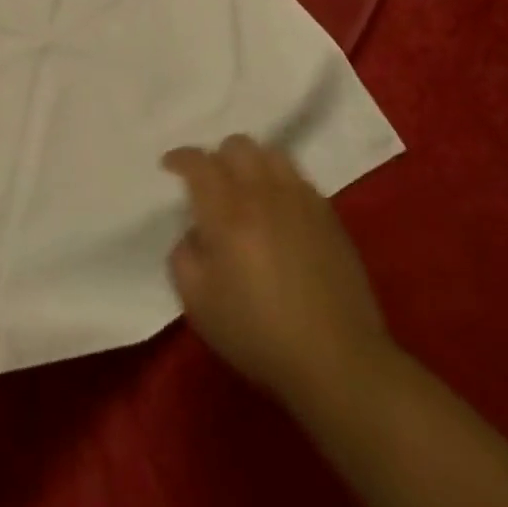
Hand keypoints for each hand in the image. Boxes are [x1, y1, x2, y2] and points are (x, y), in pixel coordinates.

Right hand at [164, 136, 390, 406]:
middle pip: (237, 146)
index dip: (180, 157)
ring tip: (245, 187)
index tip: (169, 166)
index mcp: (226, 213)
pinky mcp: (328, 216)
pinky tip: (278, 207)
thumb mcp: (198, 304)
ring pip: (270, 153)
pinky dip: (279, 180)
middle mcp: (262, 194)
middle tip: (210, 183)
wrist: (337, 360)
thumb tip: (194, 234)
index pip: (199, 162)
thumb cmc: (259, 334)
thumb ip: (183, 257)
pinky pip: (297, 177)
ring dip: (250, 162)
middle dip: (216, 156)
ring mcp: (300, 201)